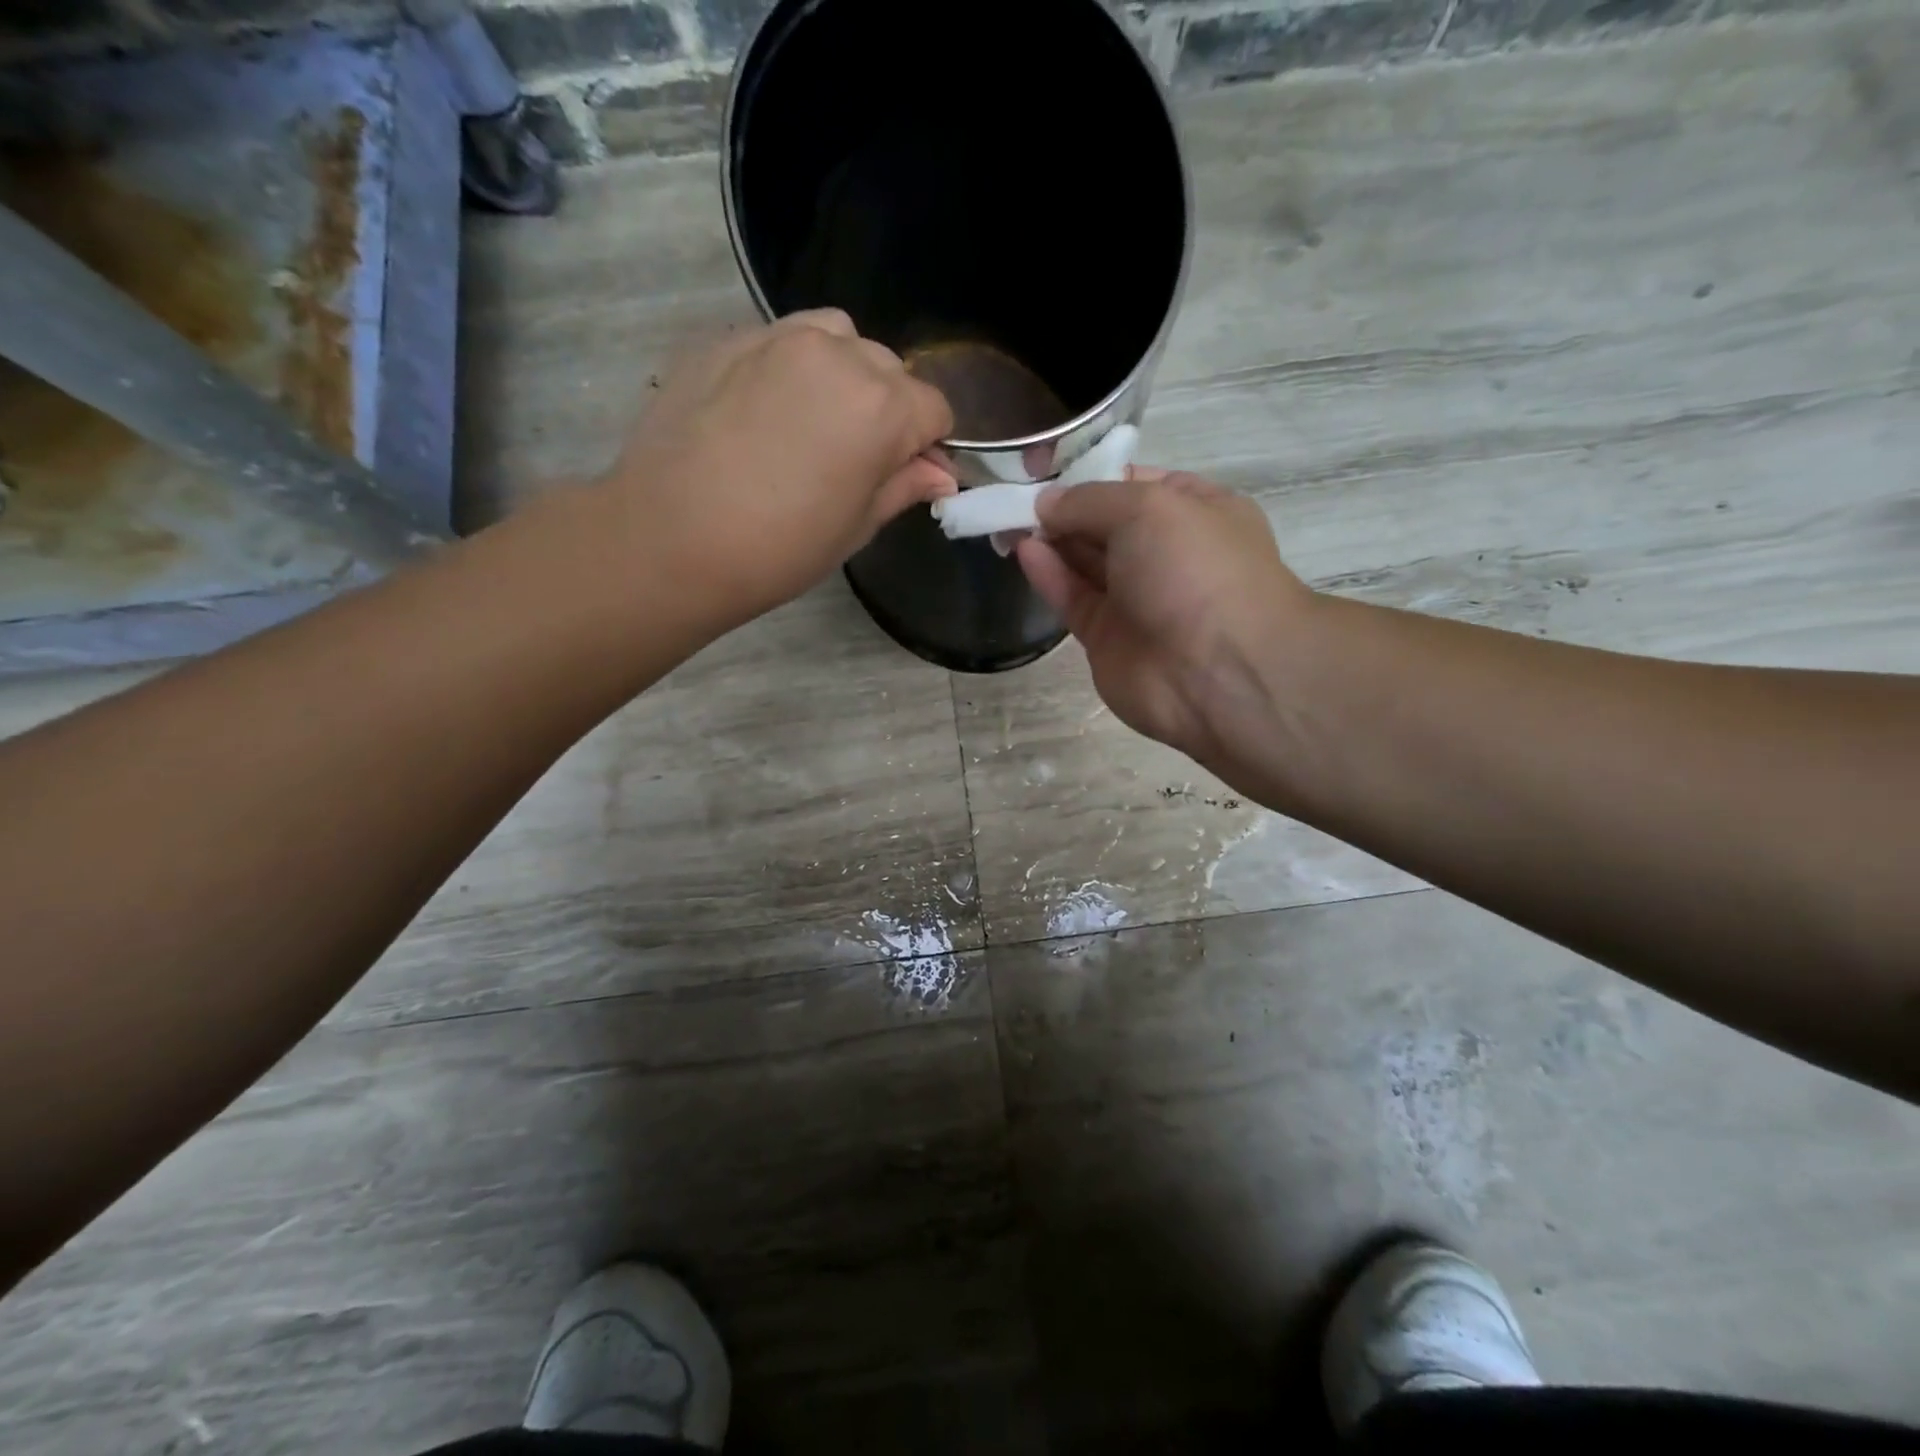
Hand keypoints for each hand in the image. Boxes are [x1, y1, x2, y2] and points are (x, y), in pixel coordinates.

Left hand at [592, 310, 956, 630]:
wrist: (670, 539)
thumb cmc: (778, 549)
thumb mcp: (856, 526)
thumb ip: (903, 486)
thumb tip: (941, 474)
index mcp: (881, 406)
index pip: (934, 408)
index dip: (927, 444)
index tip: (905, 473)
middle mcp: (837, 354)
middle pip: (888, 369)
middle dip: (887, 408)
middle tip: (854, 458)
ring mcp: (776, 338)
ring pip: (837, 338)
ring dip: (842, 374)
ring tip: (813, 422)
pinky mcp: (727, 339)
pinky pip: (780, 341)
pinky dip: (790, 368)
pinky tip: (764, 414)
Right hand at [1015, 468, 1311, 767]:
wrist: (1217, 674)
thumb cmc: (1196, 569)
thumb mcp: (1148, 508)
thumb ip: (1089, 500)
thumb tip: (1046, 503)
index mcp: (1196, 511)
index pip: (1135, 482)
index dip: (1091, 474)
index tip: (1043, 469)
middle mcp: (1168, 552)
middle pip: (1105, 523)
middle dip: (1063, 509)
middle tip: (1014, 495)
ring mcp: (1138, 597)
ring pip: (1085, 562)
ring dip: (1049, 539)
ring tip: (1006, 520)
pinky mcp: (1108, 637)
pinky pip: (1074, 597)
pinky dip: (1049, 574)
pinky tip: (1022, 551)